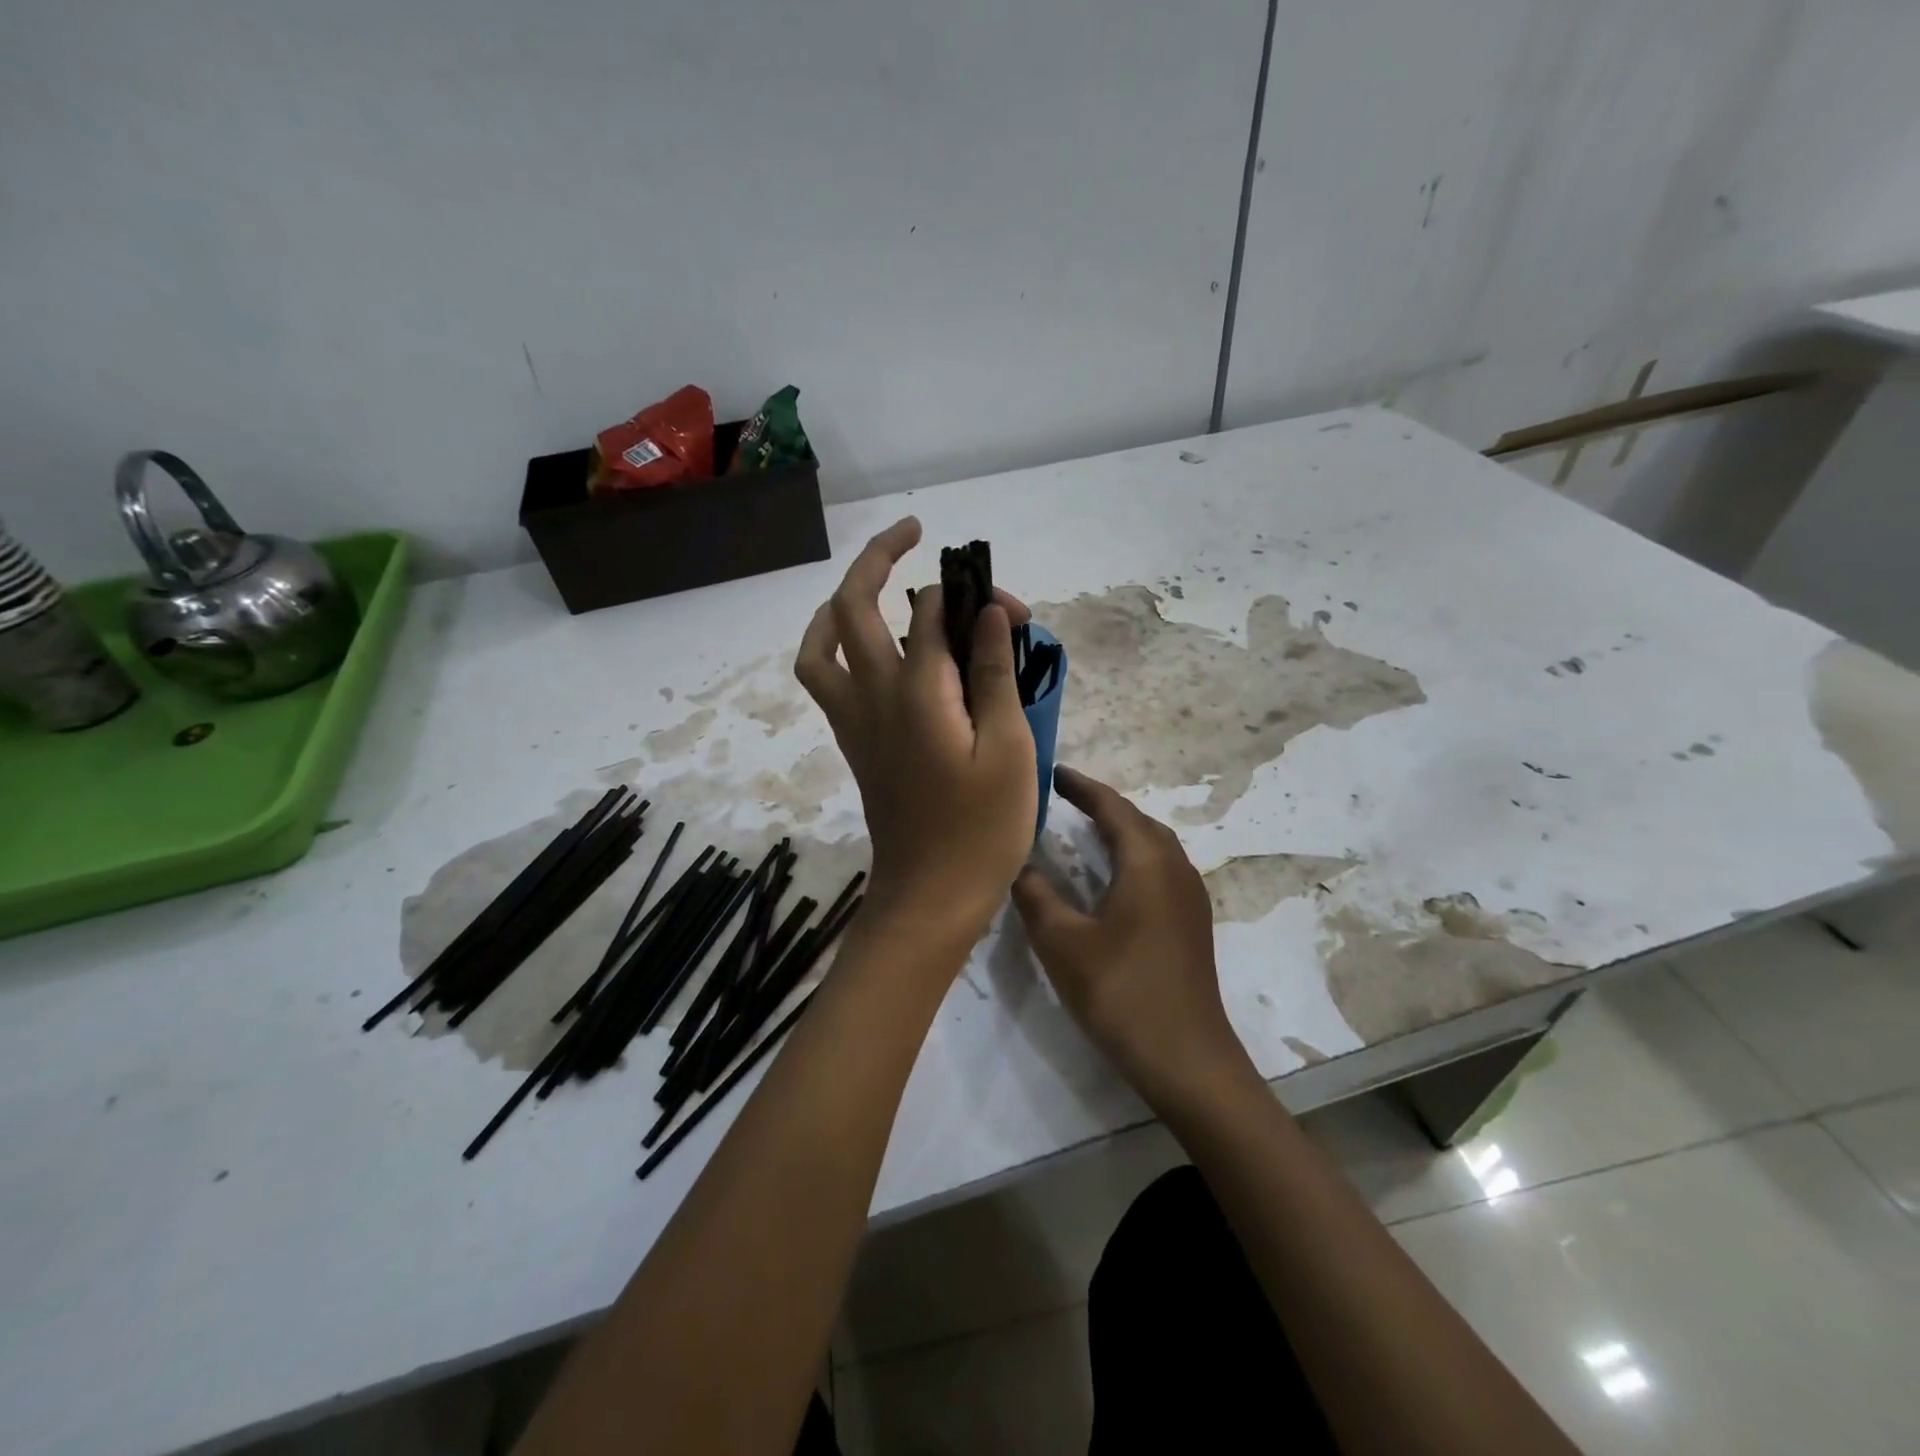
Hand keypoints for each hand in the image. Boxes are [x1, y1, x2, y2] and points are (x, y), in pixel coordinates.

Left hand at [796, 517, 1037, 944]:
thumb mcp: (1007, 748)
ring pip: (822, 643)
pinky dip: (834, 646)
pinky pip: (824, 678)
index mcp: (917, 691)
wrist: (930, 895)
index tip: (1016, 611)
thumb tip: (988, 609)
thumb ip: (992, 672)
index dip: (975, 595)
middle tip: (913, 532)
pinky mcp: (854, 742)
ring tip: (874, 584)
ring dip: (841, 602)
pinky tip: (867, 648)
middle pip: (853, 605)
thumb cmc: (982, 829)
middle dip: (879, 556)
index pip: (932, 610)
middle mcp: (873, 694)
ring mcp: (854, 719)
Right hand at [1013, 766, 1253, 1111]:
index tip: (1052, 772)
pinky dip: (1132, 857)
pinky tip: (1111, 879)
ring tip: (1083, 830)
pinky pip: (1160, 869)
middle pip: (1137, 821)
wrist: (1186, 1058)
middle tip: (1062, 800)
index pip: (1111, 807)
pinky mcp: (1192, 922)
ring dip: (1119, 831)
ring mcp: (1190, 896)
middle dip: (1101, 805)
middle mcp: (1176, 868)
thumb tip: (1017, 863)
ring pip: (1152, 845)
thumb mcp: (1062, 942)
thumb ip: (1035, 895)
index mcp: (1147, 861)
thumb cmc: (1121, 991)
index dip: (1081, 787)